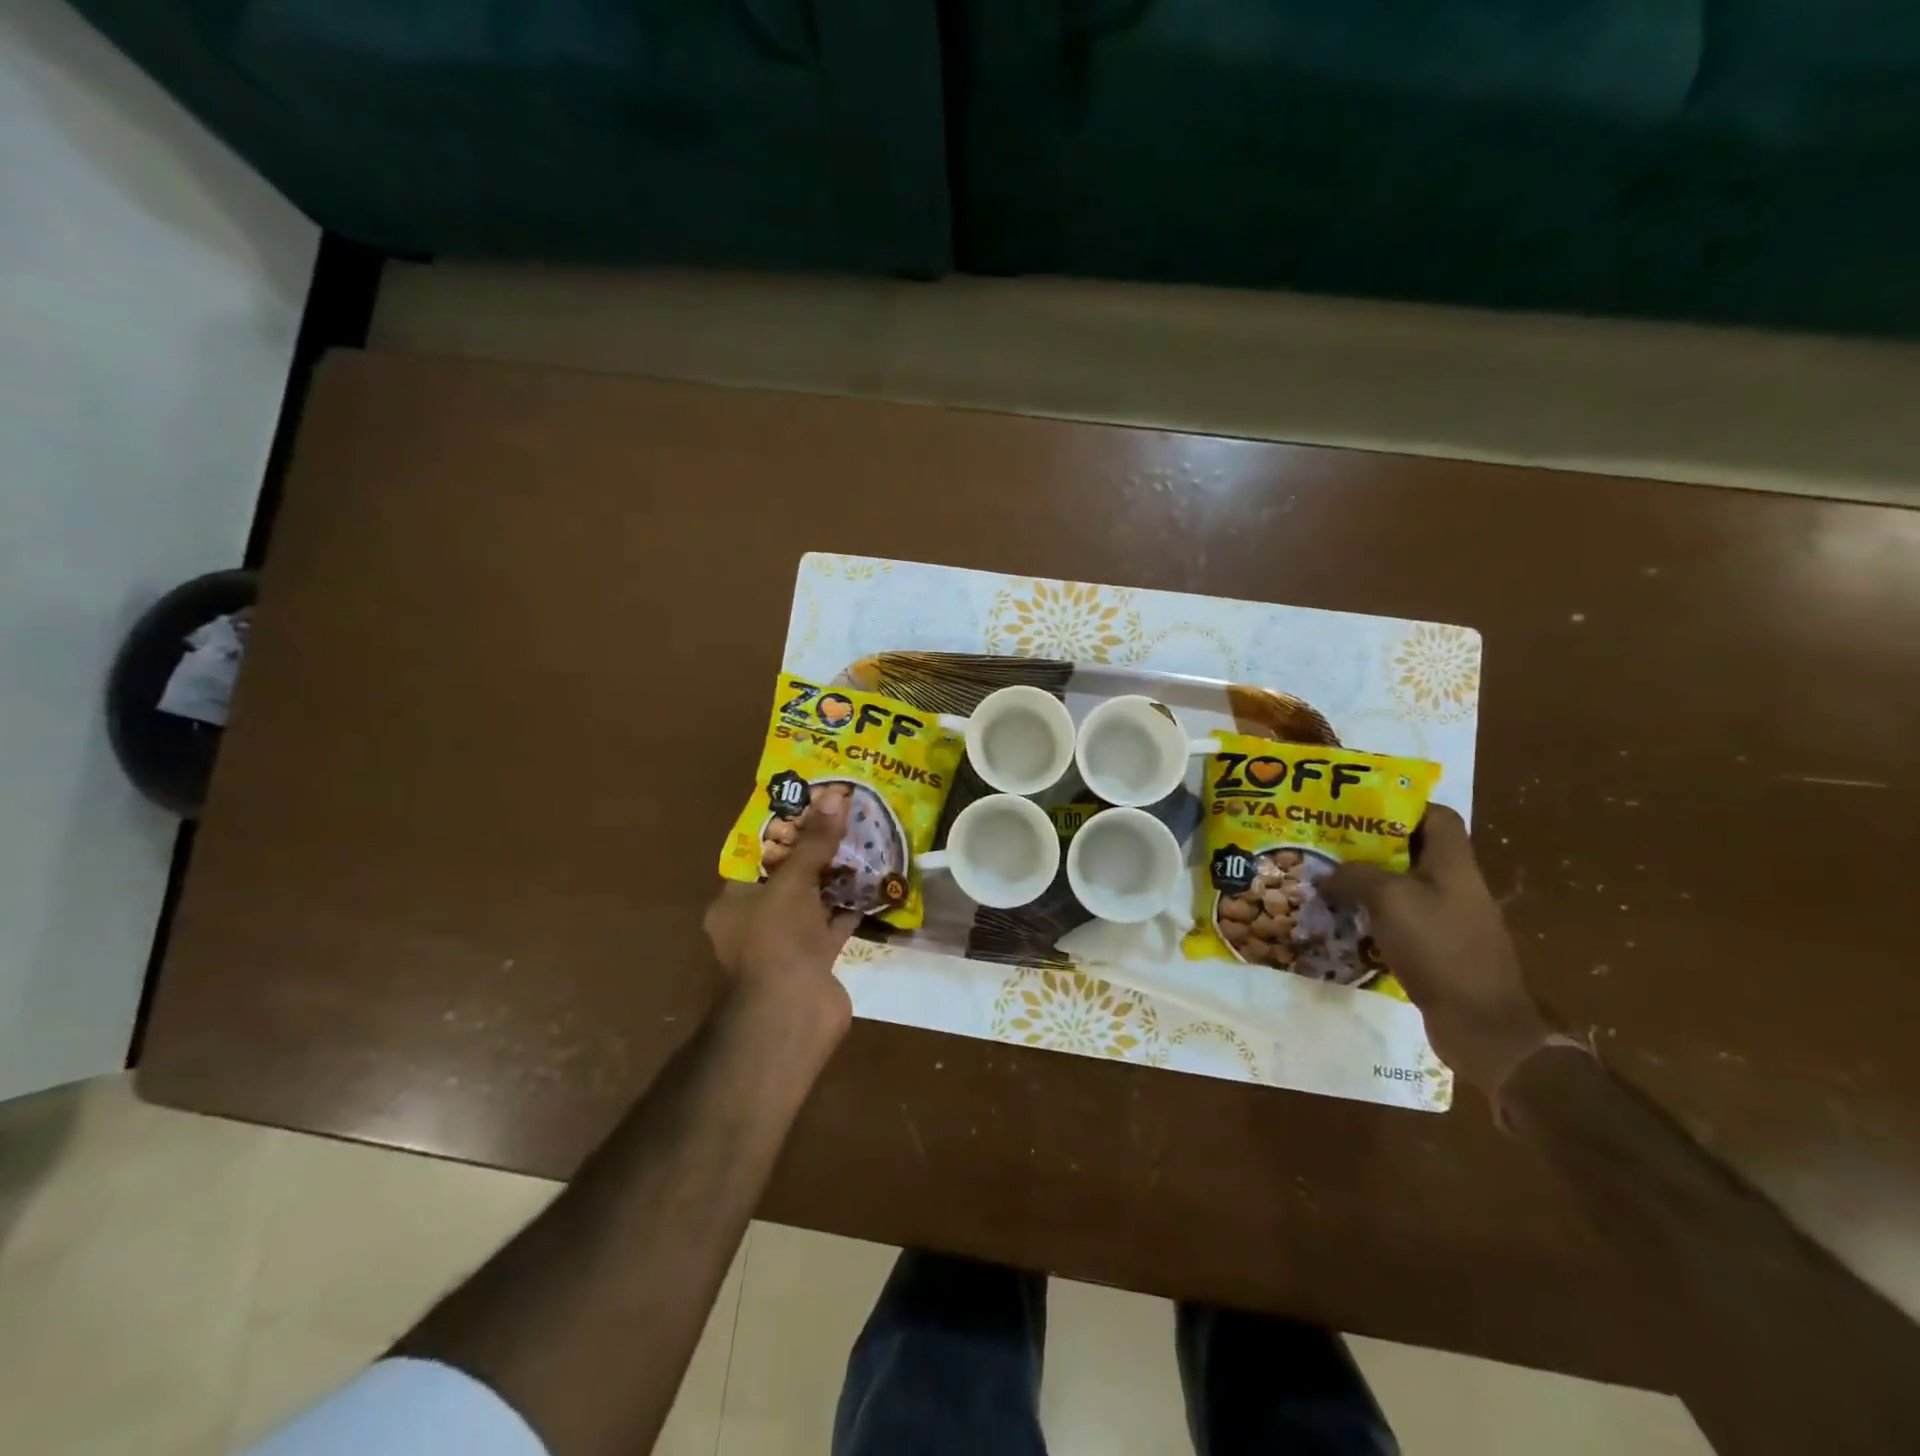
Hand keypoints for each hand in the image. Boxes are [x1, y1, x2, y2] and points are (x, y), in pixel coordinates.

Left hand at [703, 788, 859, 1040]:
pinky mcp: (816, 959)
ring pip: (813, 900)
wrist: (793, 1013)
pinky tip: (876, 881)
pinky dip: (852, 905)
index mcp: (734, 902)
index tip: (810, 806)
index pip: (757, 857)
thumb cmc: (778, 940)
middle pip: (788, 877)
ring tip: (864, 841)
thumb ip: (815, 841)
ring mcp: (788, 942)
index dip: (783, 831)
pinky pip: (834, 923)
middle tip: (843, 820)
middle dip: (815, 851)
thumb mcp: (794, 881)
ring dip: (837, 877)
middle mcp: (757, 921)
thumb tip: (835, 795)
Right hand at [1324, 806, 1550, 1095]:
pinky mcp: (1439, 946)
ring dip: (1368, 880)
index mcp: (1453, 863)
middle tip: (1329, 841)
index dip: (1401, 805)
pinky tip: (1344, 919)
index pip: (1436, 815)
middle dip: (1371, 843)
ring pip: (1404, 884)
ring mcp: (1449, 917)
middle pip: (1414, 848)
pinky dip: (1374, 913)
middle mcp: (1455, 884)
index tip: (1359, 807)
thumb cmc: (1438, 947)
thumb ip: (1355, 876)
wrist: (1481, 1023)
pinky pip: (1402, 917)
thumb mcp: (1389, 899)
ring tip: (1328, 878)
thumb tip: (1328, 874)